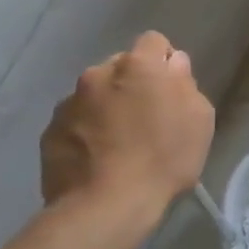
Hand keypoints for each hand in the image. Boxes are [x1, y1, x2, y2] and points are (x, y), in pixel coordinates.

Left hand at [39, 32, 214, 232]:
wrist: (104, 207)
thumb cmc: (163, 159)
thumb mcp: (199, 118)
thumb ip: (185, 83)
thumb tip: (172, 67)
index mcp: (138, 66)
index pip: (154, 41)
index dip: (164, 61)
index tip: (171, 87)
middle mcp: (98, 74)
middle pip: (121, 67)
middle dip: (132, 84)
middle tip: (145, 117)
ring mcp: (68, 103)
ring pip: (94, 94)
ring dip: (106, 107)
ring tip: (117, 143)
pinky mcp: (49, 132)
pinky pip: (74, 121)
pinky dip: (85, 131)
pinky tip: (96, 159)